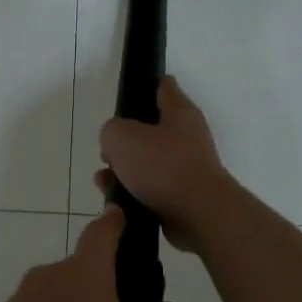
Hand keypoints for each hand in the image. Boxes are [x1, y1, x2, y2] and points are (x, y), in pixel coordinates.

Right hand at [95, 77, 232, 252]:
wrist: (198, 215)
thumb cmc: (162, 167)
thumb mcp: (121, 137)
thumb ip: (111, 131)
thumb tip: (115, 142)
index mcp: (180, 113)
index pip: (164, 87)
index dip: (145, 86)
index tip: (126, 94)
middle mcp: (187, 137)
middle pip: (150, 130)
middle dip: (124, 140)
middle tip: (106, 150)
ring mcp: (186, 168)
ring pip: (147, 162)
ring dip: (124, 170)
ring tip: (103, 180)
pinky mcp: (183, 196)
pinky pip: (151, 189)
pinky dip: (132, 193)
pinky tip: (116, 200)